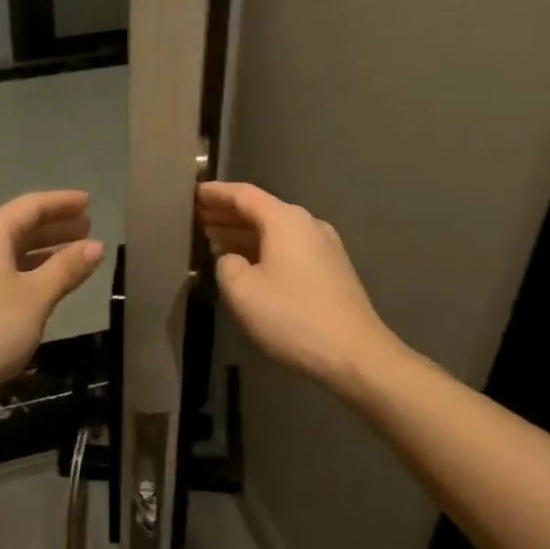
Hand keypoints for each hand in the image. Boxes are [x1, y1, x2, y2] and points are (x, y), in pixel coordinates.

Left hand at [0, 190, 104, 415]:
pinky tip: (43, 282)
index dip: (62, 202)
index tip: (88, 202)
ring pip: (9, 250)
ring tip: (73, 253)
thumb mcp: (37, 296)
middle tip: (87, 227)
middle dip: (54, 226)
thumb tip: (96, 246)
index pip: (31, 206)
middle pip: (18, 225)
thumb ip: (67, 268)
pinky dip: (26, 268)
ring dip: (42, 249)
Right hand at [197, 181, 396, 388]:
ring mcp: (324, 246)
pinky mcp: (331, 269)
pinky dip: (262, 248)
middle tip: (198, 217)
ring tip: (214, 238)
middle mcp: (308, 224)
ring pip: (275, 230)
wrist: (356, 356)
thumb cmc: (293, 318)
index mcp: (286, 220)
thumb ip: (226, 265)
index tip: (193, 193)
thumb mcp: (242, 292)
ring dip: (244, 232)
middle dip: (228, 213)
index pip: (243, 195)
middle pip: (261, 210)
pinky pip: (288, 247)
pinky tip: (246, 262)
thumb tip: (231, 259)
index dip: (216, 193)